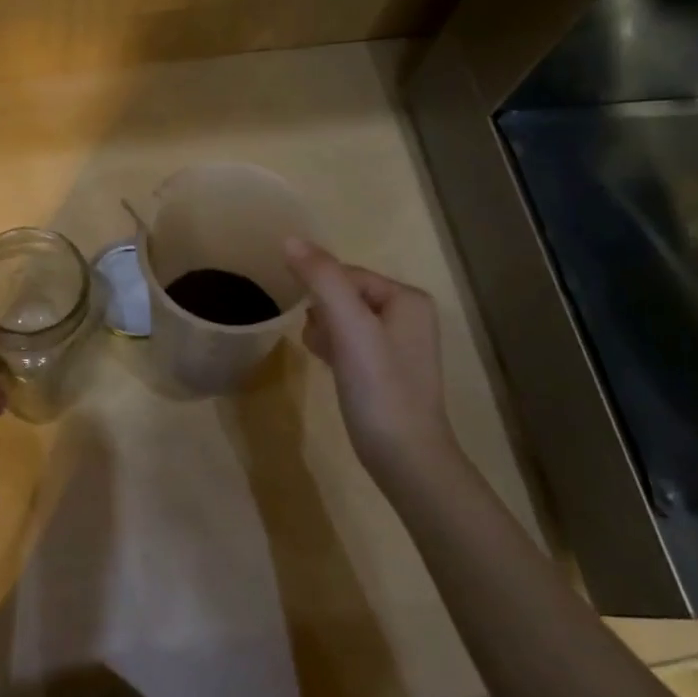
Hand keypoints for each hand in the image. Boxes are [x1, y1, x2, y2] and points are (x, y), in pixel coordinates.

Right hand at [284, 238, 456, 483]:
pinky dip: (332, 347)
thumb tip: (289, 239)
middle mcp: (408, 315)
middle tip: (319, 342)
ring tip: (321, 355)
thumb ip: (321, 278)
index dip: (319, 294)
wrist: (404, 458)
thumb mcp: (349, 326)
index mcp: (407, 298)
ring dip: (324, 331)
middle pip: (343, 295)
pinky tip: (325, 364)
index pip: (345, 274)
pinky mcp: (384, 370)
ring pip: (342, 319)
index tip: (311, 322)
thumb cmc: (379, 387)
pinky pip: (348, 342)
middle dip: (322, 314)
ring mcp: (397, 344)